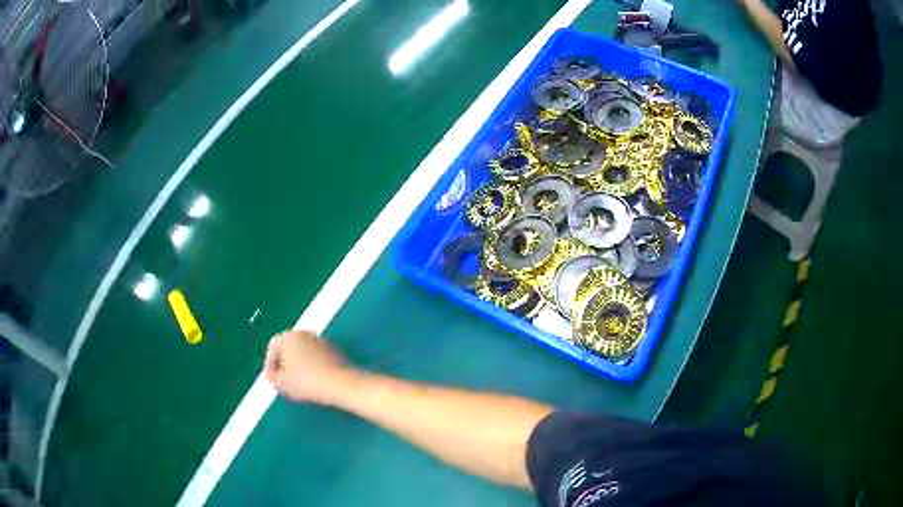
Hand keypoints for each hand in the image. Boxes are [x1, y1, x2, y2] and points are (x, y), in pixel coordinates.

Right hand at [263, 330, 357, 404]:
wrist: (341, 384)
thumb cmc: (306, 381)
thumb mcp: (282, 383)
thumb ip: (271, 377)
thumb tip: (270, 374)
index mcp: (288, 337)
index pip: (273, 350)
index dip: (270, 366)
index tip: (273, 380)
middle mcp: (303, 333)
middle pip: (288, 350)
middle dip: (284, 365)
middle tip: (284, 382)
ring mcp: (320, 340)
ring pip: (302, 354)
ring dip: (298, 366)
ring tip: (298, 384)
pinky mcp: (333, 350)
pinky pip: (315, 358)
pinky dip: (311, 367)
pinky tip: (313, 382)